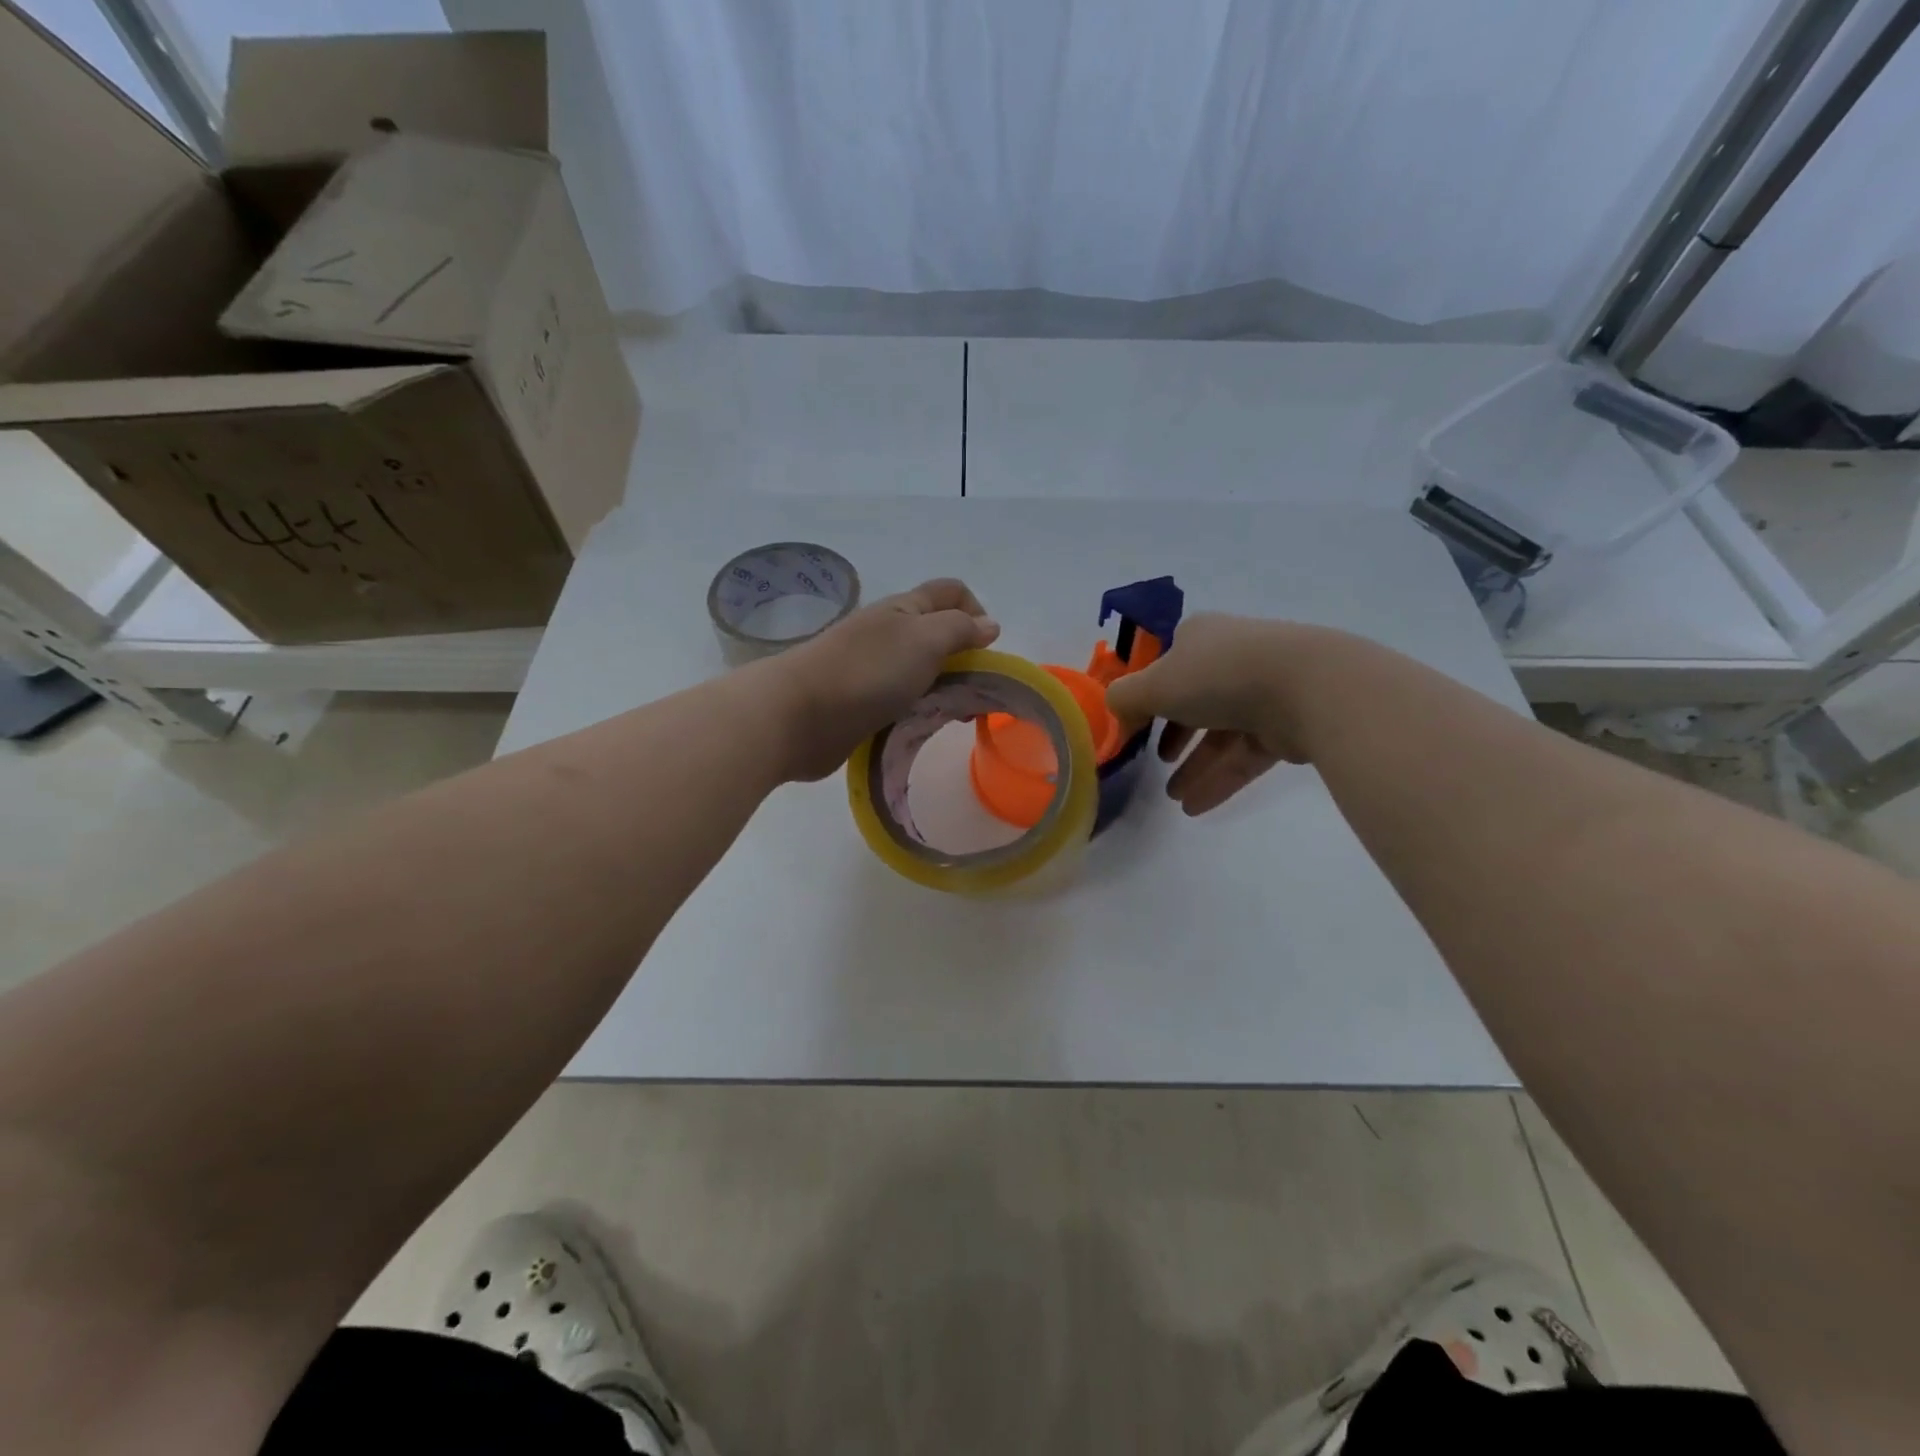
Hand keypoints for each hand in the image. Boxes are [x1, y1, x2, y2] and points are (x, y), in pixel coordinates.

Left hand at [764, 578, 999, 780]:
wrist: (798, 716)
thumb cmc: (867, 671)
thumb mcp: (925, 640)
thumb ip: (960, 629)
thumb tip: (989, 624)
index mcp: (904, 609)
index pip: (951, 593)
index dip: (976, 611)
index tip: (987, 651)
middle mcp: (889, 634)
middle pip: (938, 635)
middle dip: (964, 659)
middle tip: (975, 693)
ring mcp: (872, 670)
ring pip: (921, 672)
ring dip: (943, 690)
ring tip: (952, 716)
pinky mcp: (861, 704)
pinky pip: (901, 702)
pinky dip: (919, 711)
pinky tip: (923, 727)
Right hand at [1105, 613, 1317, 815]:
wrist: (1307, 688)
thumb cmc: (1218, 676)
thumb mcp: (1153, 685)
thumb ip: (1123, 700)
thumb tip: (1115, 715)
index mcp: (1200, 638)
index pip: (1167, 666)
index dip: (1148, 696)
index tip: (1134, 727)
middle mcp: (1231, 659)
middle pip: (1194, 701)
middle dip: (1173, 736)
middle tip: (1157, 763)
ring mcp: (1263, 691)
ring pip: (1221, 734)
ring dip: (1194, 767)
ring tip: (1174, 798)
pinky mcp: (1287, 725)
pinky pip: (1245, 755)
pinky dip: (1220, 778)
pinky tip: (1196, 807)